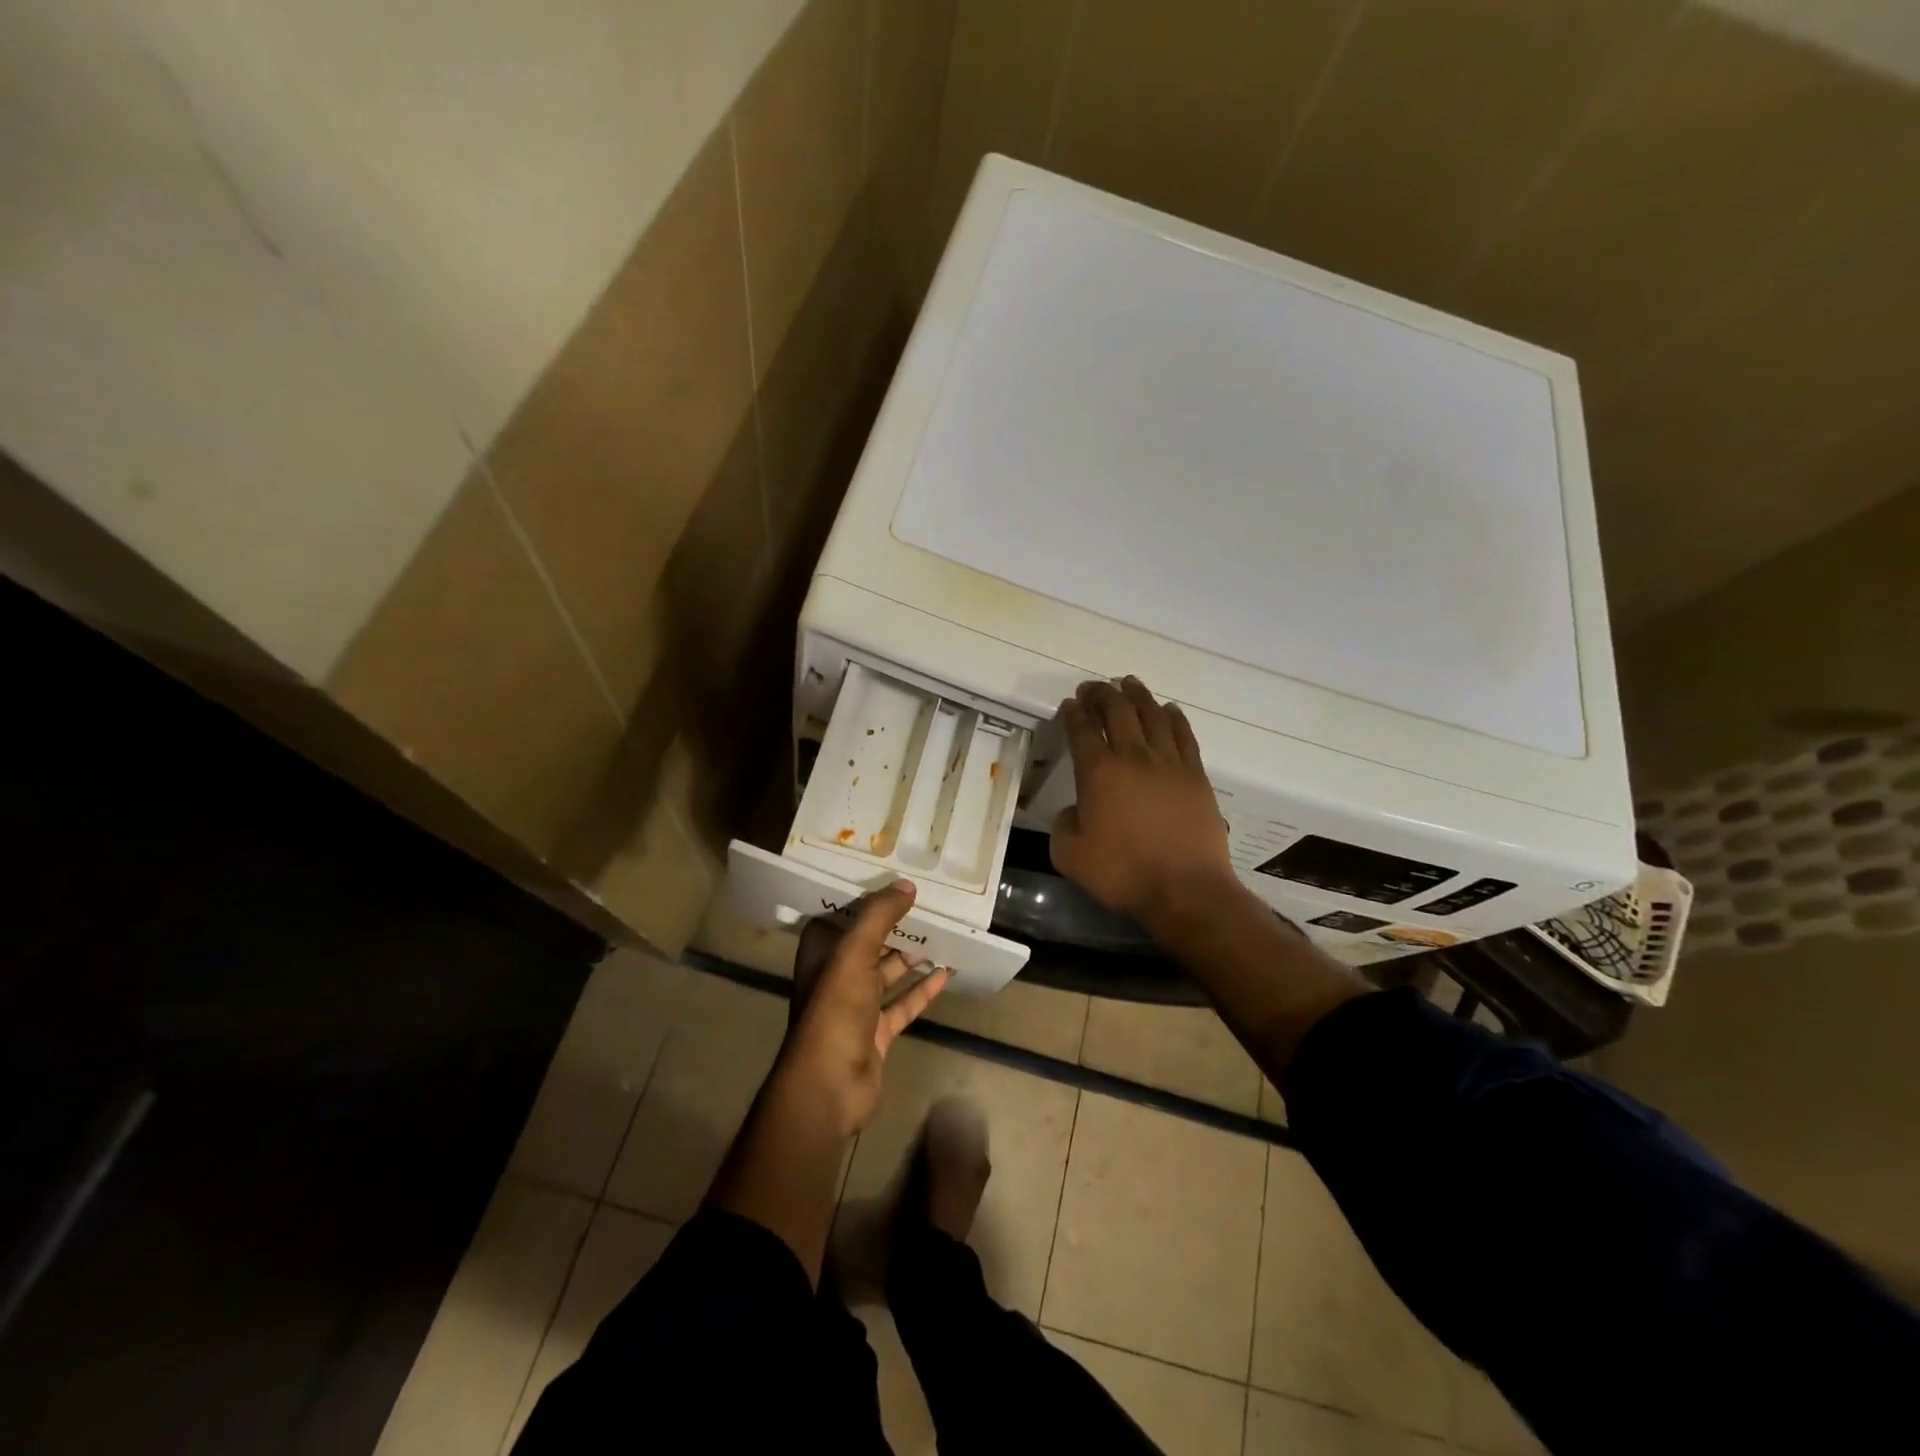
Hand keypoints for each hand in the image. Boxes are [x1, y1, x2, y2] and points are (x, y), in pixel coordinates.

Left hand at [779, 880, 949, 1134]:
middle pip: (868, 943)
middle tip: (926, 902)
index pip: (841, 916)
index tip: (891, 878)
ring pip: (887, 973)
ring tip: (942, 933)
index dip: (863, 898)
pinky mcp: (875, 1033)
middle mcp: (835, 977)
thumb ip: (879, 915)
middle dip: (894, 926)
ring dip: (911, 956)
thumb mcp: (855, 953)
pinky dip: (922, 990)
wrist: (830, 1084)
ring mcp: (856, 1007)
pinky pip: (902, 1005)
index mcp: (821, 954)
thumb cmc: (835, 1009)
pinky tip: (946, 973)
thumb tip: (907, 885)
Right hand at [1050, 678, 1243, 934]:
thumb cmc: (1122, 874)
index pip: (1081, 729)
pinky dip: (1173, 717)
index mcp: (1098, 772)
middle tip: (1093, 688)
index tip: (1068, 704)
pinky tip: (1168, 710)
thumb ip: (1063, 824)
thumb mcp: (1069, 855)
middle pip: (1117, 711)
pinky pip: (1183, 734)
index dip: (1072, 713)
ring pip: (1152, 714)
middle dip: (1101, 694)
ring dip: (1137, 696)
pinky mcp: (1195, 775)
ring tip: (1128, 684)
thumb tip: (1075, 810)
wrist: (1185, 890)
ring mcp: (1169, 763)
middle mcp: (1133, 757)